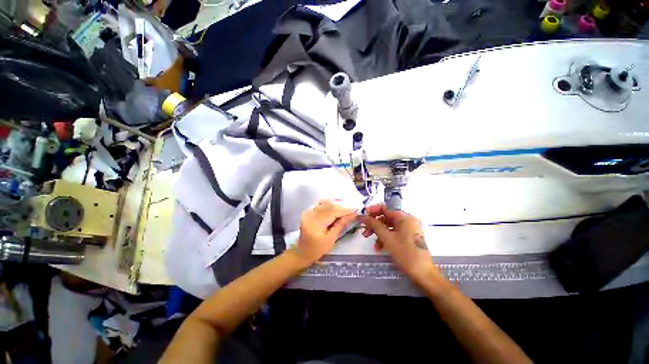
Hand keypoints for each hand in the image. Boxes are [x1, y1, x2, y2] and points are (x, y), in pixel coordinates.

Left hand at [294, 200, 357, 266]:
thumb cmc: (317, 249)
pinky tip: (335, 206)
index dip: (345, 210)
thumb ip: (340, 225)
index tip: (355, 210)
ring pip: (325, 203)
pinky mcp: (308, 212)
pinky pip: (320, 204)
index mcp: (315, 222)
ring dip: (336, 205)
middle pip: (328, 206)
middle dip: (342, 207)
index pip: (332, 212)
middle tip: (352, 209)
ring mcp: (308, 212)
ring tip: (346, 208)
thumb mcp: (331, 239)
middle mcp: (310, 214)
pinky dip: (328, 204)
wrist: (302, 252)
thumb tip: (352, 215)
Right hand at [358, 204, 440, 284]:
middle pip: (386, 217)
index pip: (385, 208)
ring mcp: (409, 230)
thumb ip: (374, 224)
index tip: (363, 216)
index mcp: (405, 217)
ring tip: (370, 240)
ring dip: (378, 232)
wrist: (423, 274)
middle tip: (365, 230)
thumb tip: (362, 216)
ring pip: (389, 226)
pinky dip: (385, 238)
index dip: (372, 210)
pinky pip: (394, 233)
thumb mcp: (387, 238)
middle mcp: (408, 221)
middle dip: (374, 224)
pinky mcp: (408, 238)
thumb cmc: (405, 253)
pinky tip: (379, 247)